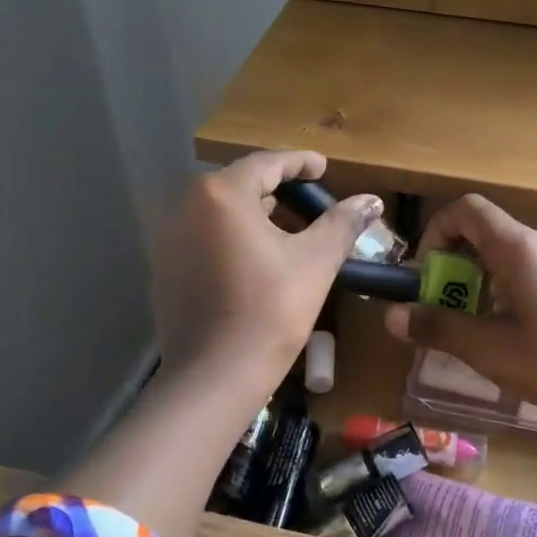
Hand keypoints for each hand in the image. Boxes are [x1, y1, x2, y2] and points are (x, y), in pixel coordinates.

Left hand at [152, 151, 381, 384]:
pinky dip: (229, 239)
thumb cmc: (271, 311)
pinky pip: (203, 239)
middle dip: (275, 188)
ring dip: (252, 214)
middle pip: (238, 184)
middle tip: (307, 201)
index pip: (266, 163)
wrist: (215, 375)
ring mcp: (169, 240)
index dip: (299, 161)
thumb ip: (342, 223)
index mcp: (223, 195)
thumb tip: (372, 200)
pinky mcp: (164, 271)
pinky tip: (252, 263)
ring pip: (218, 213)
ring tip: (283, 231)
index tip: (322, 167)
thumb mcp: (316, 262)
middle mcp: (187, 207)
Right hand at [383, 195, 536, 434]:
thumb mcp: (489, 350)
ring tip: (469, 326)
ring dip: (476, 281)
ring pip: (505, 255)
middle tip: (441, 307)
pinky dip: (502, 290)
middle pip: (484, 232)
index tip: (425, 274)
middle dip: (452, 264)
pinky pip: (527, 272)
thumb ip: (438, 328)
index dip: (435, 232)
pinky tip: (505, 334)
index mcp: (519, 248)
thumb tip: (391, 316)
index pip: (466, 209)